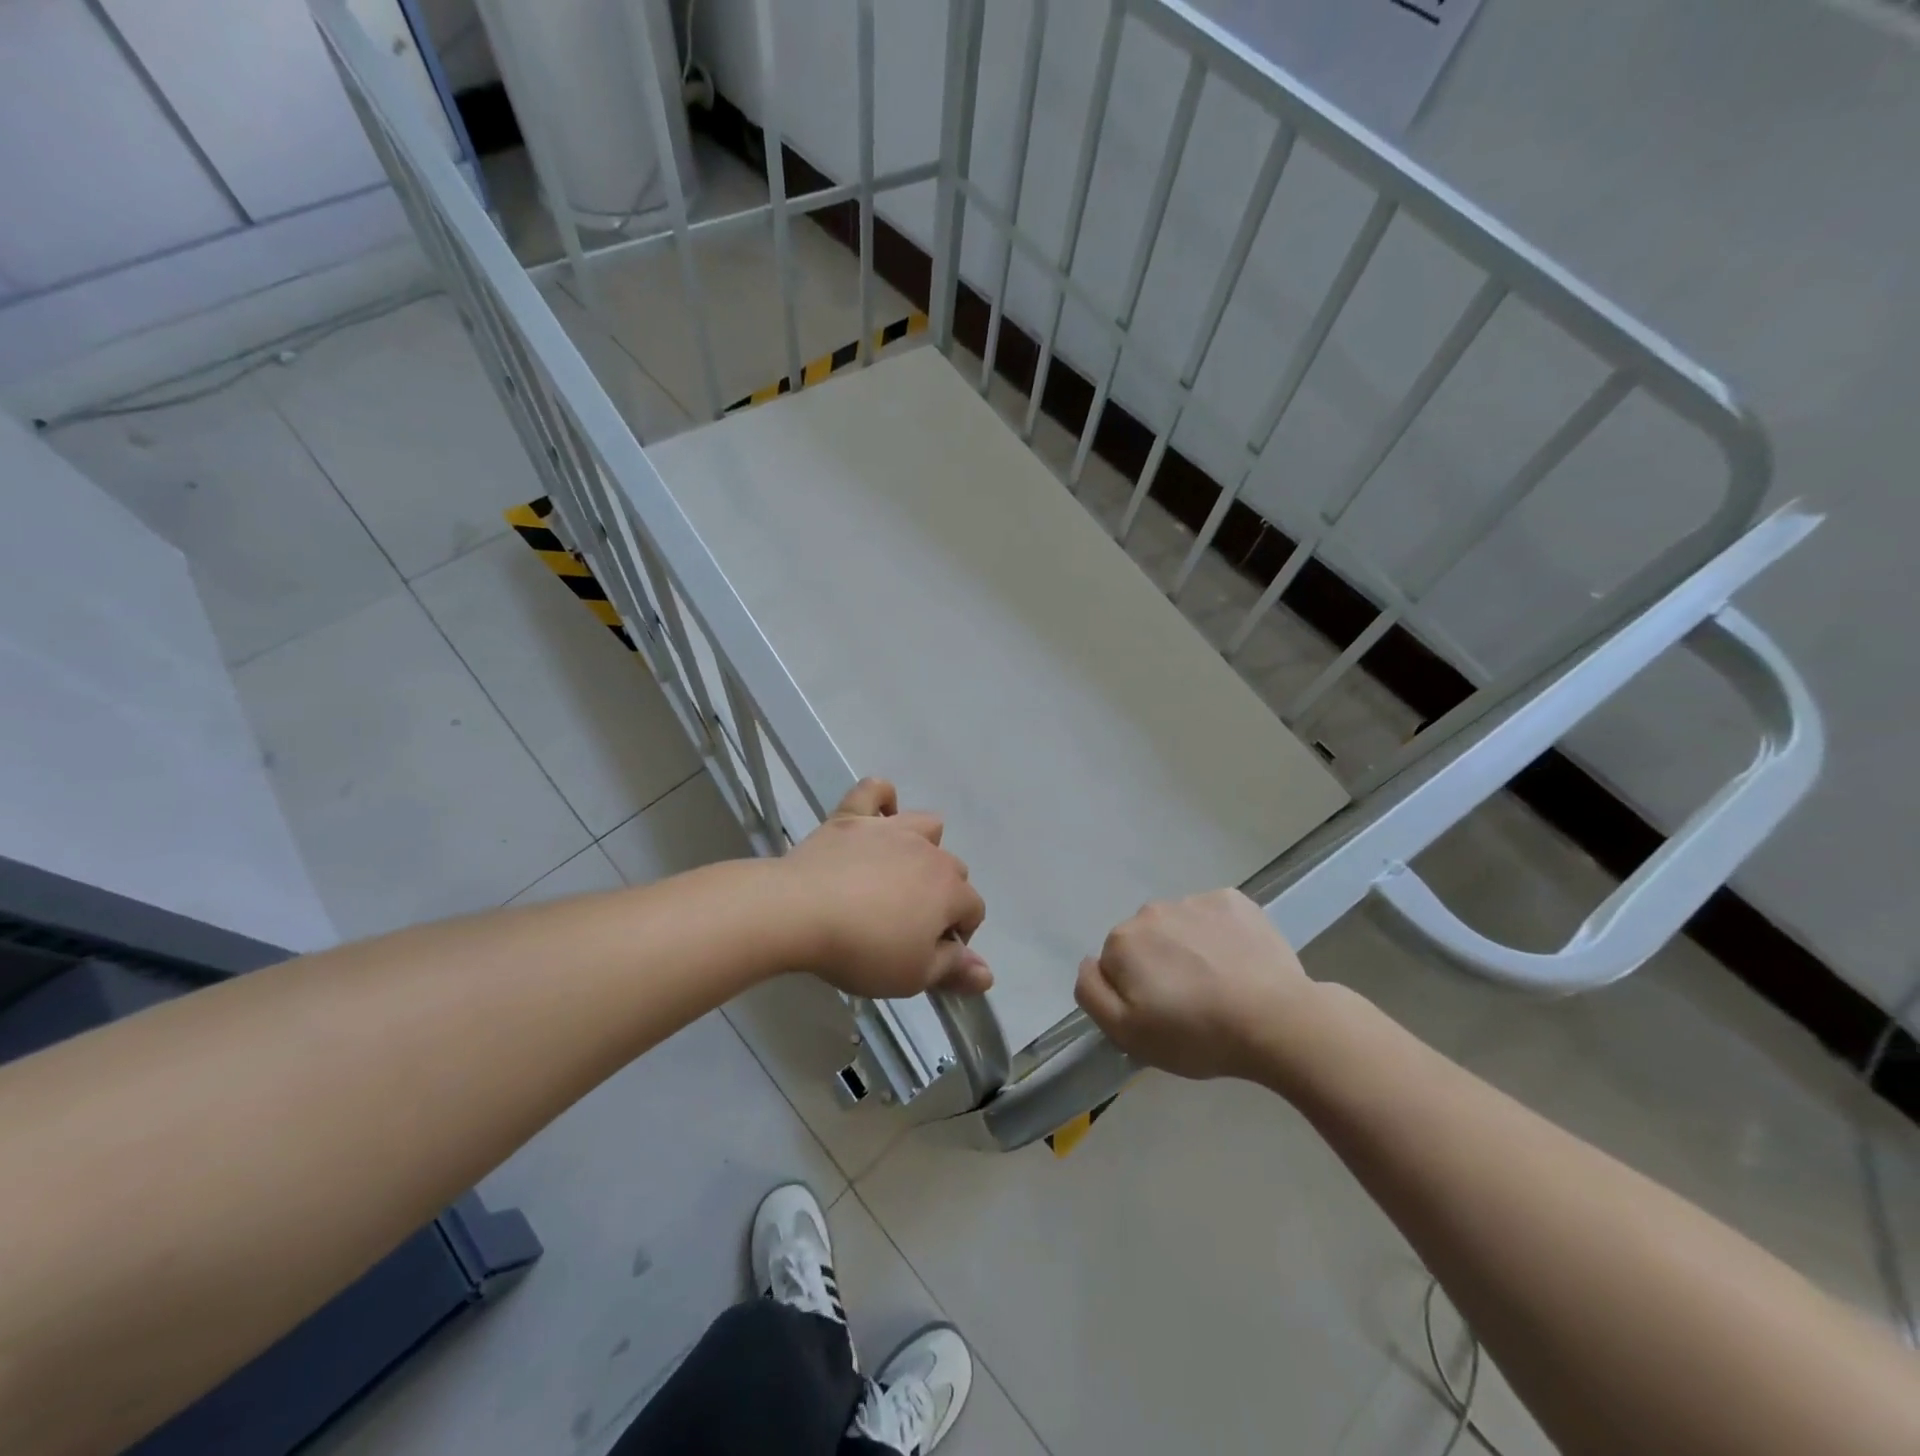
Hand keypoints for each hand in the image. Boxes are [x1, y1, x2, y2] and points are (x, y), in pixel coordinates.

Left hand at [778, 779, 991, 999]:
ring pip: (926, 825)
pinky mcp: (852, 817)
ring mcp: (890, 828)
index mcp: (949, 890)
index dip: (959, 935)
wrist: (801, 912)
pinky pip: (874, 790)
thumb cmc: (863, 950)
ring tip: (899, 872)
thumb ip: (953, 970)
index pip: (973, 910)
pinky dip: (881, 798)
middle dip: (942, 895)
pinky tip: (877, 816)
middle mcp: (929, 852)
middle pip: (953, 870)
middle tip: (908, 924)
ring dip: (924, 846)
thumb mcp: (913, 976)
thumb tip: (987, 974)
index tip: (932, 955)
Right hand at [1075, 889, 1314, 1081]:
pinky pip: (1214, 915)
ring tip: (1219, 985)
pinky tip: (1239, 962)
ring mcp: (1195, 900)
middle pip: (1145, 941)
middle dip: (1159, 965)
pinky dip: (1220, 934)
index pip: (1114, 965)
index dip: (1133, 992)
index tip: (1160, 1015)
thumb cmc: (1196, 1034)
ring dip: (1189, 948)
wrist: (1276, 1021)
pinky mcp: (1234, 900)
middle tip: (1189, 1003)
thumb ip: (1091, 993)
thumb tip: (1088, 962)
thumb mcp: (1126, 1033)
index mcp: (1123, 941)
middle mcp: (1151, 910)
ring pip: (1179, 926)